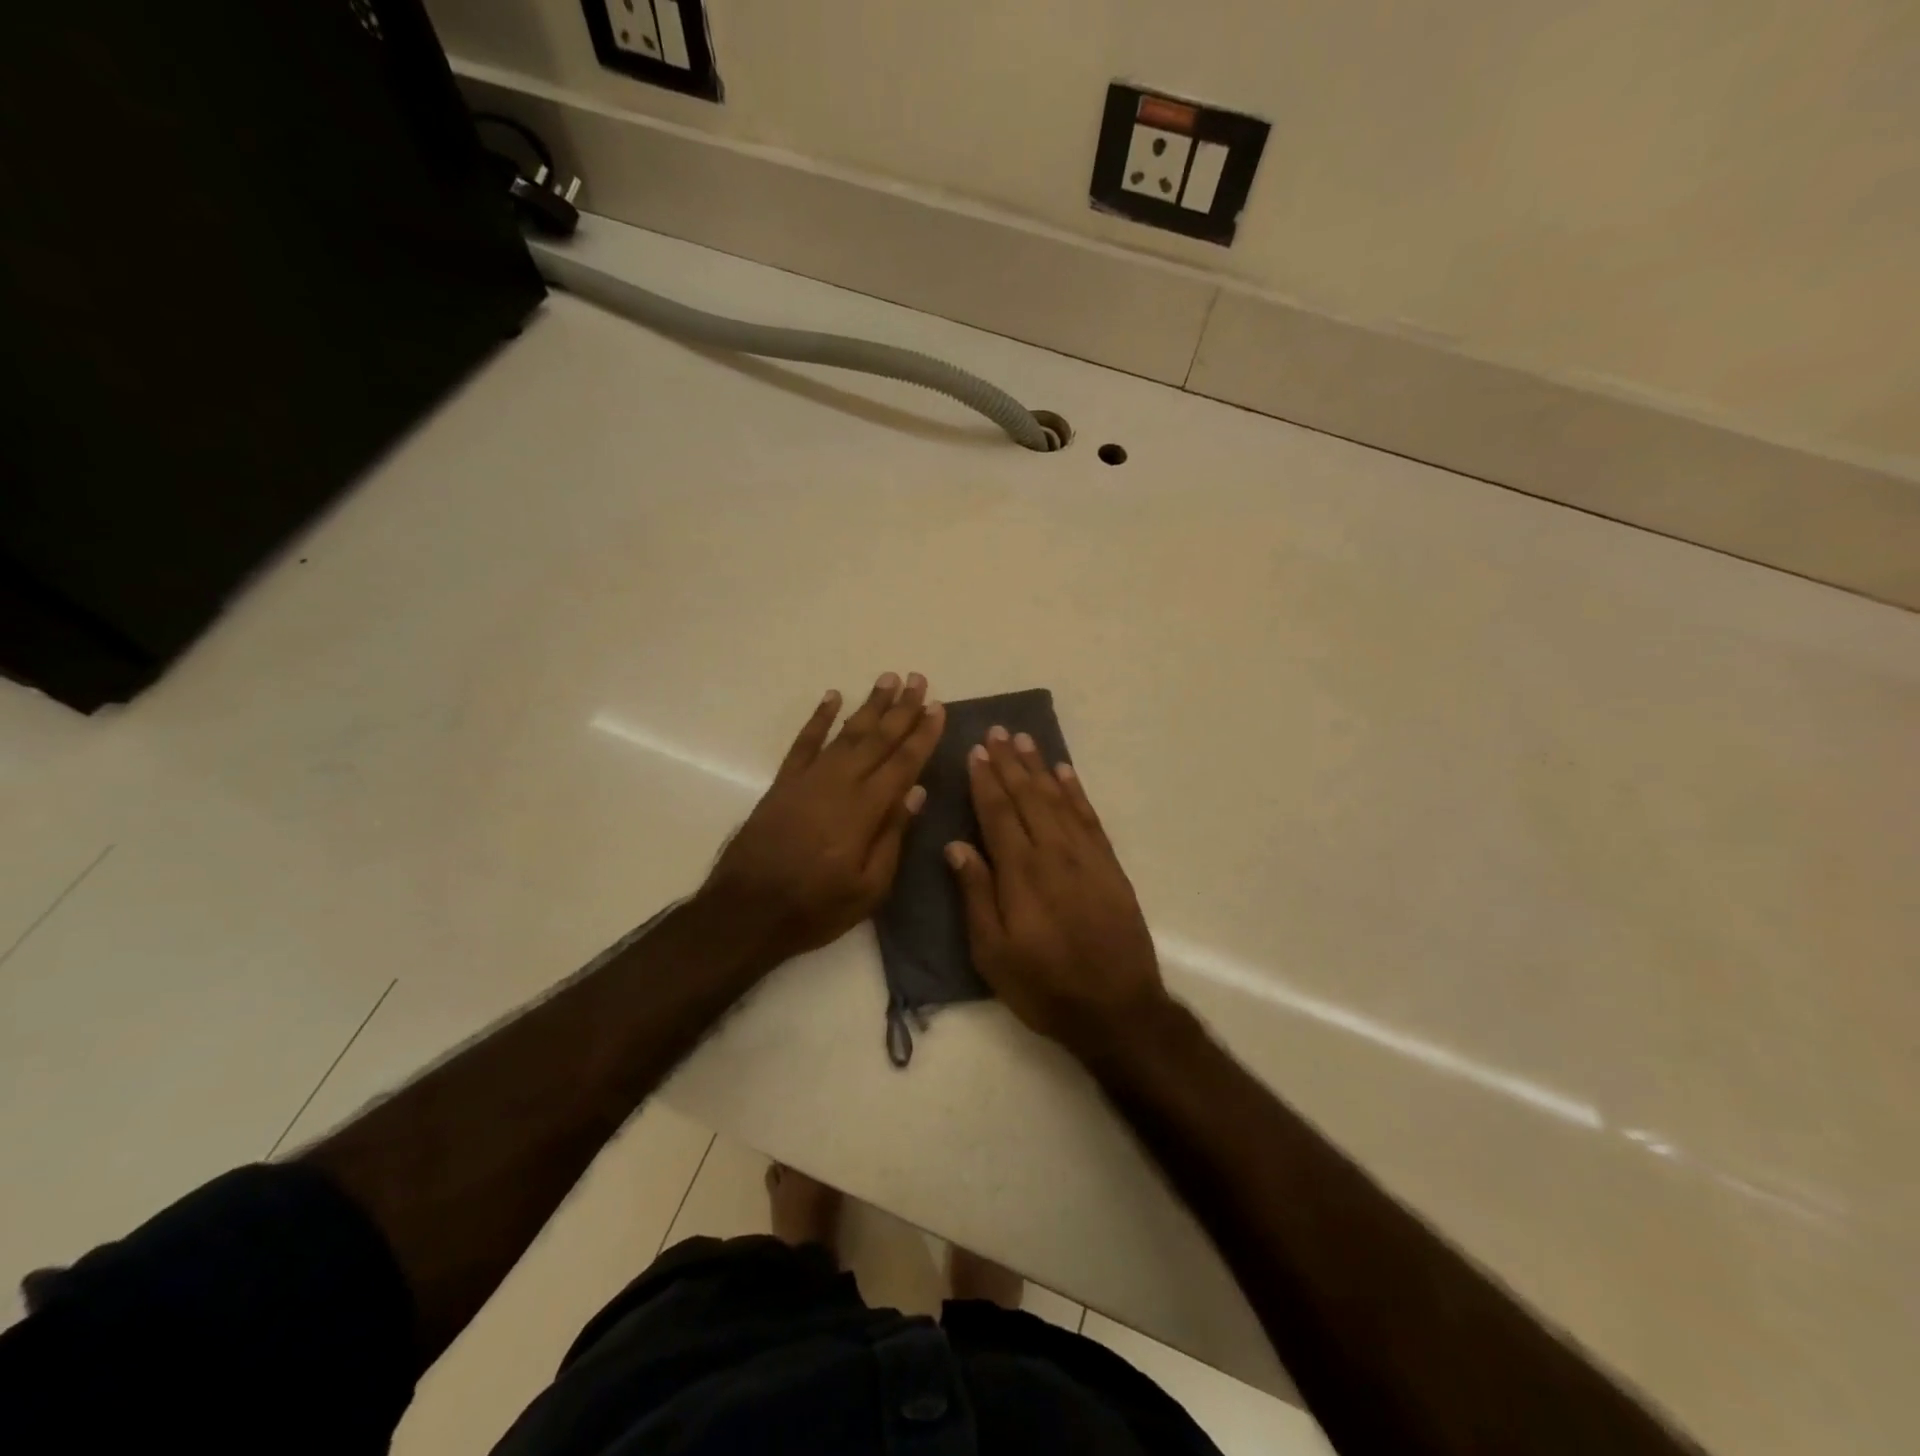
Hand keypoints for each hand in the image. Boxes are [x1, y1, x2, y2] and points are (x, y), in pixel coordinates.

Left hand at [703, 672, 943, 963]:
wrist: (745, 912)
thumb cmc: (816, 908)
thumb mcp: (869, 888)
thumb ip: (893, 836)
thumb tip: (916, 791)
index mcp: (865, 810)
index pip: (903, 763)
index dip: (922, 734)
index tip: (938, 707)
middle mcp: (839, 784)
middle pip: (877, 739)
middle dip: (901, 709)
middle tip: (919, 679)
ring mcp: (808, 779)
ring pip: (846, 733)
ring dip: (869, 705)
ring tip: (888, 679)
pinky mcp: (783, 783)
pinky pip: (804, 742)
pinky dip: (819, 718)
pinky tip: (832, 697)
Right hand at [945, 726, 1170, 1058]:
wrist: (1116, 1008)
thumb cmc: (1043, 986)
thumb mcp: (992, 953)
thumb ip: (975, 894)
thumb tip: (956, 846)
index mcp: (1020, 872)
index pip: (998, 813)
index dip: (985, 780)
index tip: (975, 751)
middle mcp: (1053, 853)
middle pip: (1028, 796)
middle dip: (1010, 763)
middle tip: (997, 732)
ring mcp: (1086, 856)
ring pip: (1058, 799)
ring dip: (1040, 767)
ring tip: (1025, 740)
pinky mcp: (1109, 866)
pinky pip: (1089, 817)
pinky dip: (1076, 791)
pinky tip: (1065, 773)